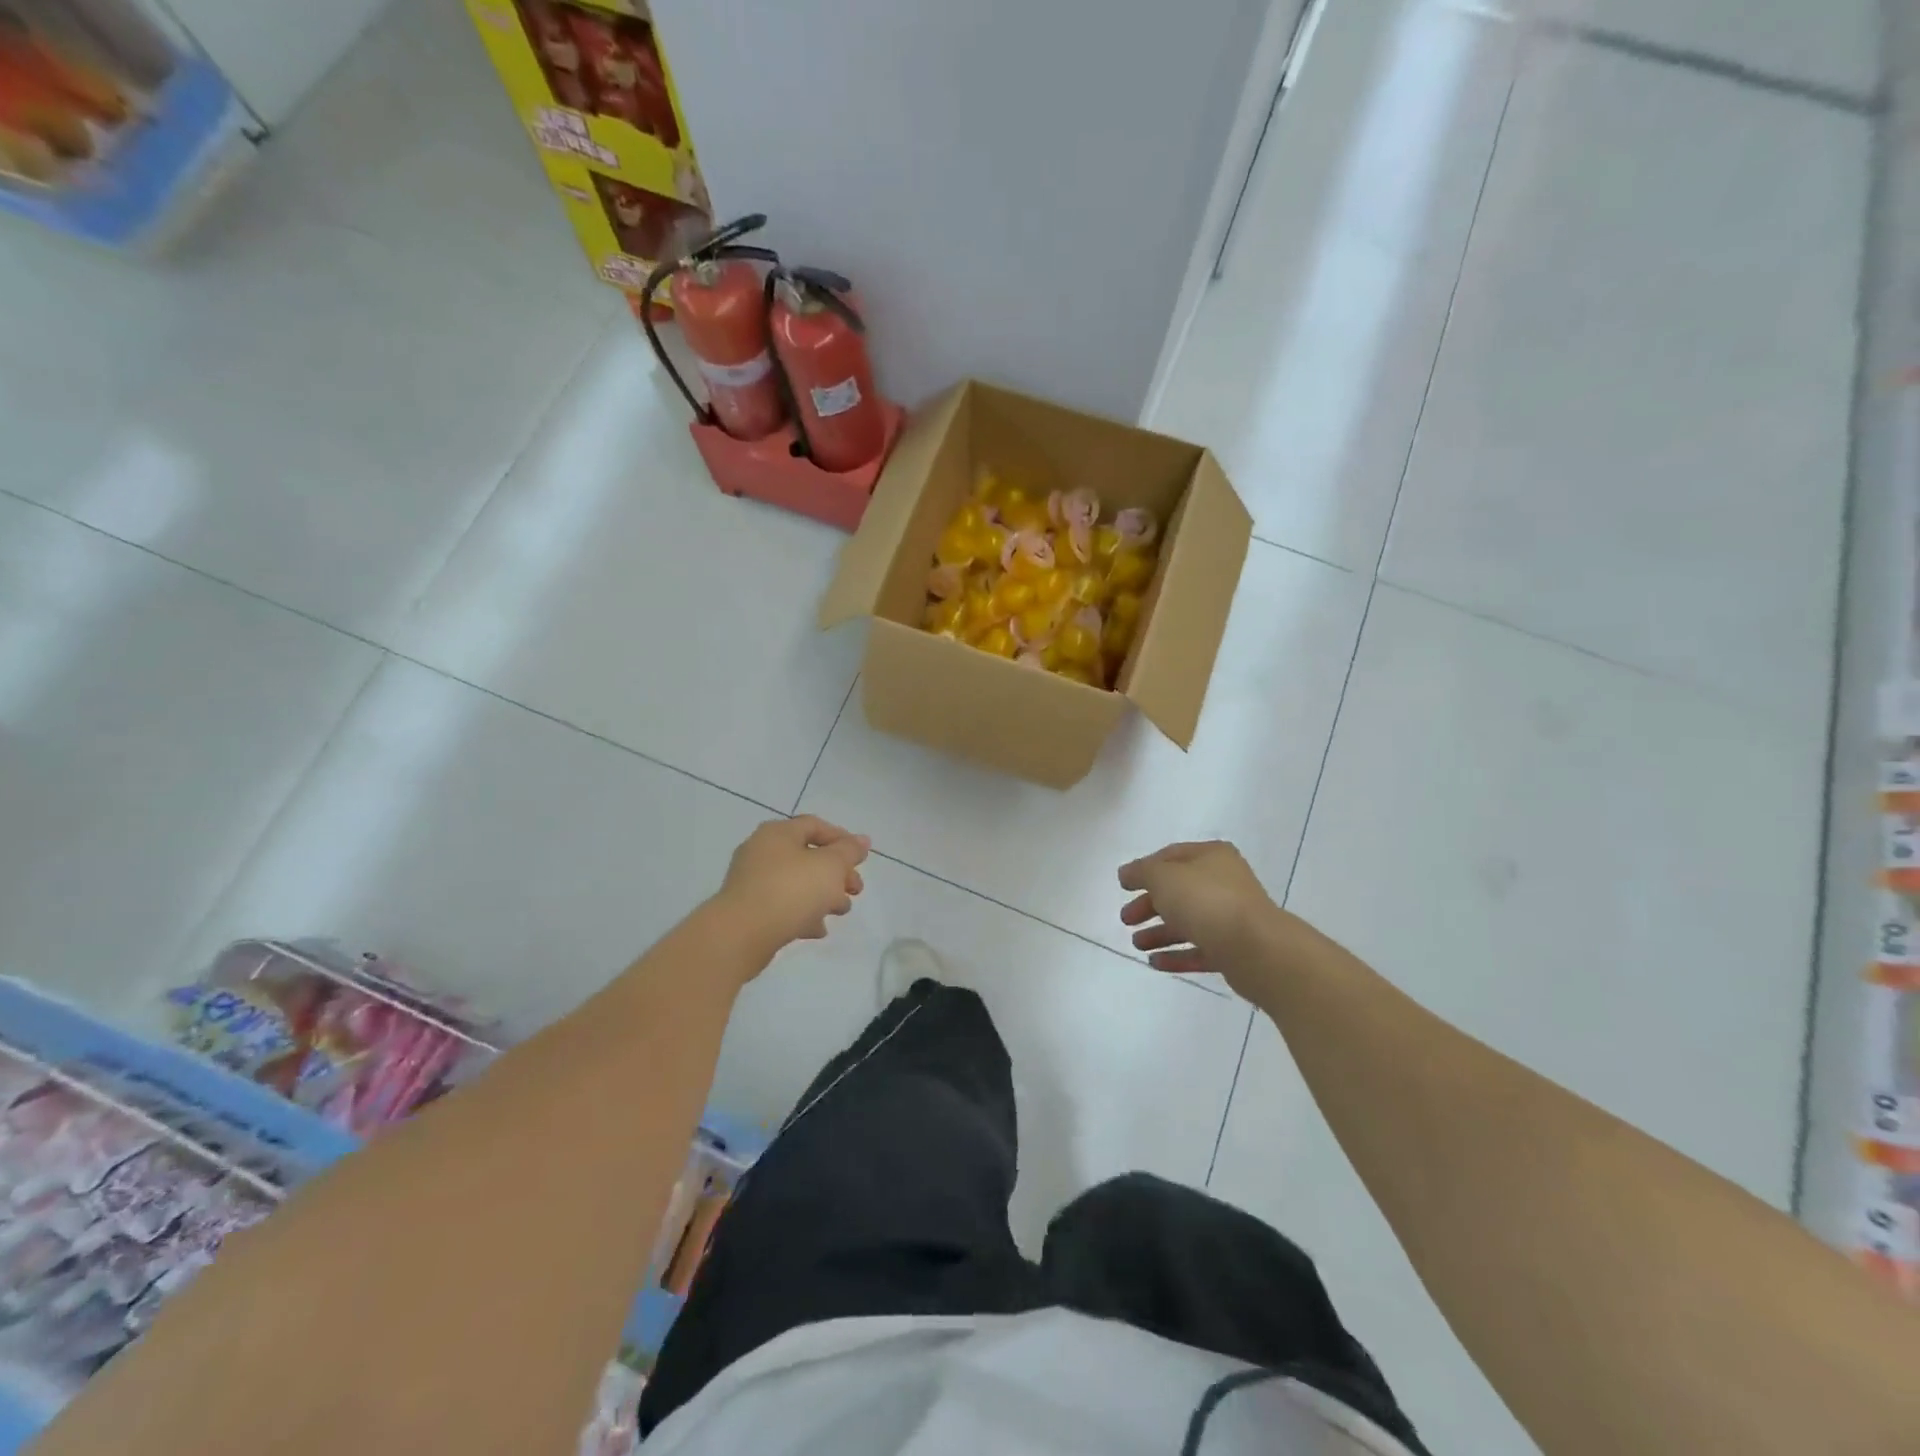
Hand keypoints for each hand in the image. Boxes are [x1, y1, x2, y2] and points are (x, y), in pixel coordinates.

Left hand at [714, 816, 869, 956]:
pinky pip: (783, 905)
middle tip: (856, 890)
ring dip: (823, 895)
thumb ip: (849, 851)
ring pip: (797, 882)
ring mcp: (752, 881)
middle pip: (808, 856)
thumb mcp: (830, 866)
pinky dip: (803, 913)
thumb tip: (862, 840)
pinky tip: (818, 929)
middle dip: (837, 873)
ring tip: (840, 911)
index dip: (842, 839)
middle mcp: (762, 851)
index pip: (815, 826)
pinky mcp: (749, 909)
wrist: (741, 934)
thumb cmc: (791, 890)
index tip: (861, 860)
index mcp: (778, 833)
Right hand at [1118, 841, 1280, 993]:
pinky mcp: (1234, 950)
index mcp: (1212, 857)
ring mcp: (1231, 917)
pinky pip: (1200, 949)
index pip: (1171, 856)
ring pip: (1189, 922)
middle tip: (1126, 919)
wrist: (1256, 949)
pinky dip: (1177, 955)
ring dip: (1160, 932)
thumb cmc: (1206, 901)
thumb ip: (1141, 872)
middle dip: (1149, 904)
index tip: (1123, 886)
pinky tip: (1154, 962)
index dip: (1145, 869)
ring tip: (1136, 944)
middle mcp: (1224, 883)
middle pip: (1179, 891)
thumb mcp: (1163, 877)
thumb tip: (1127, 873)